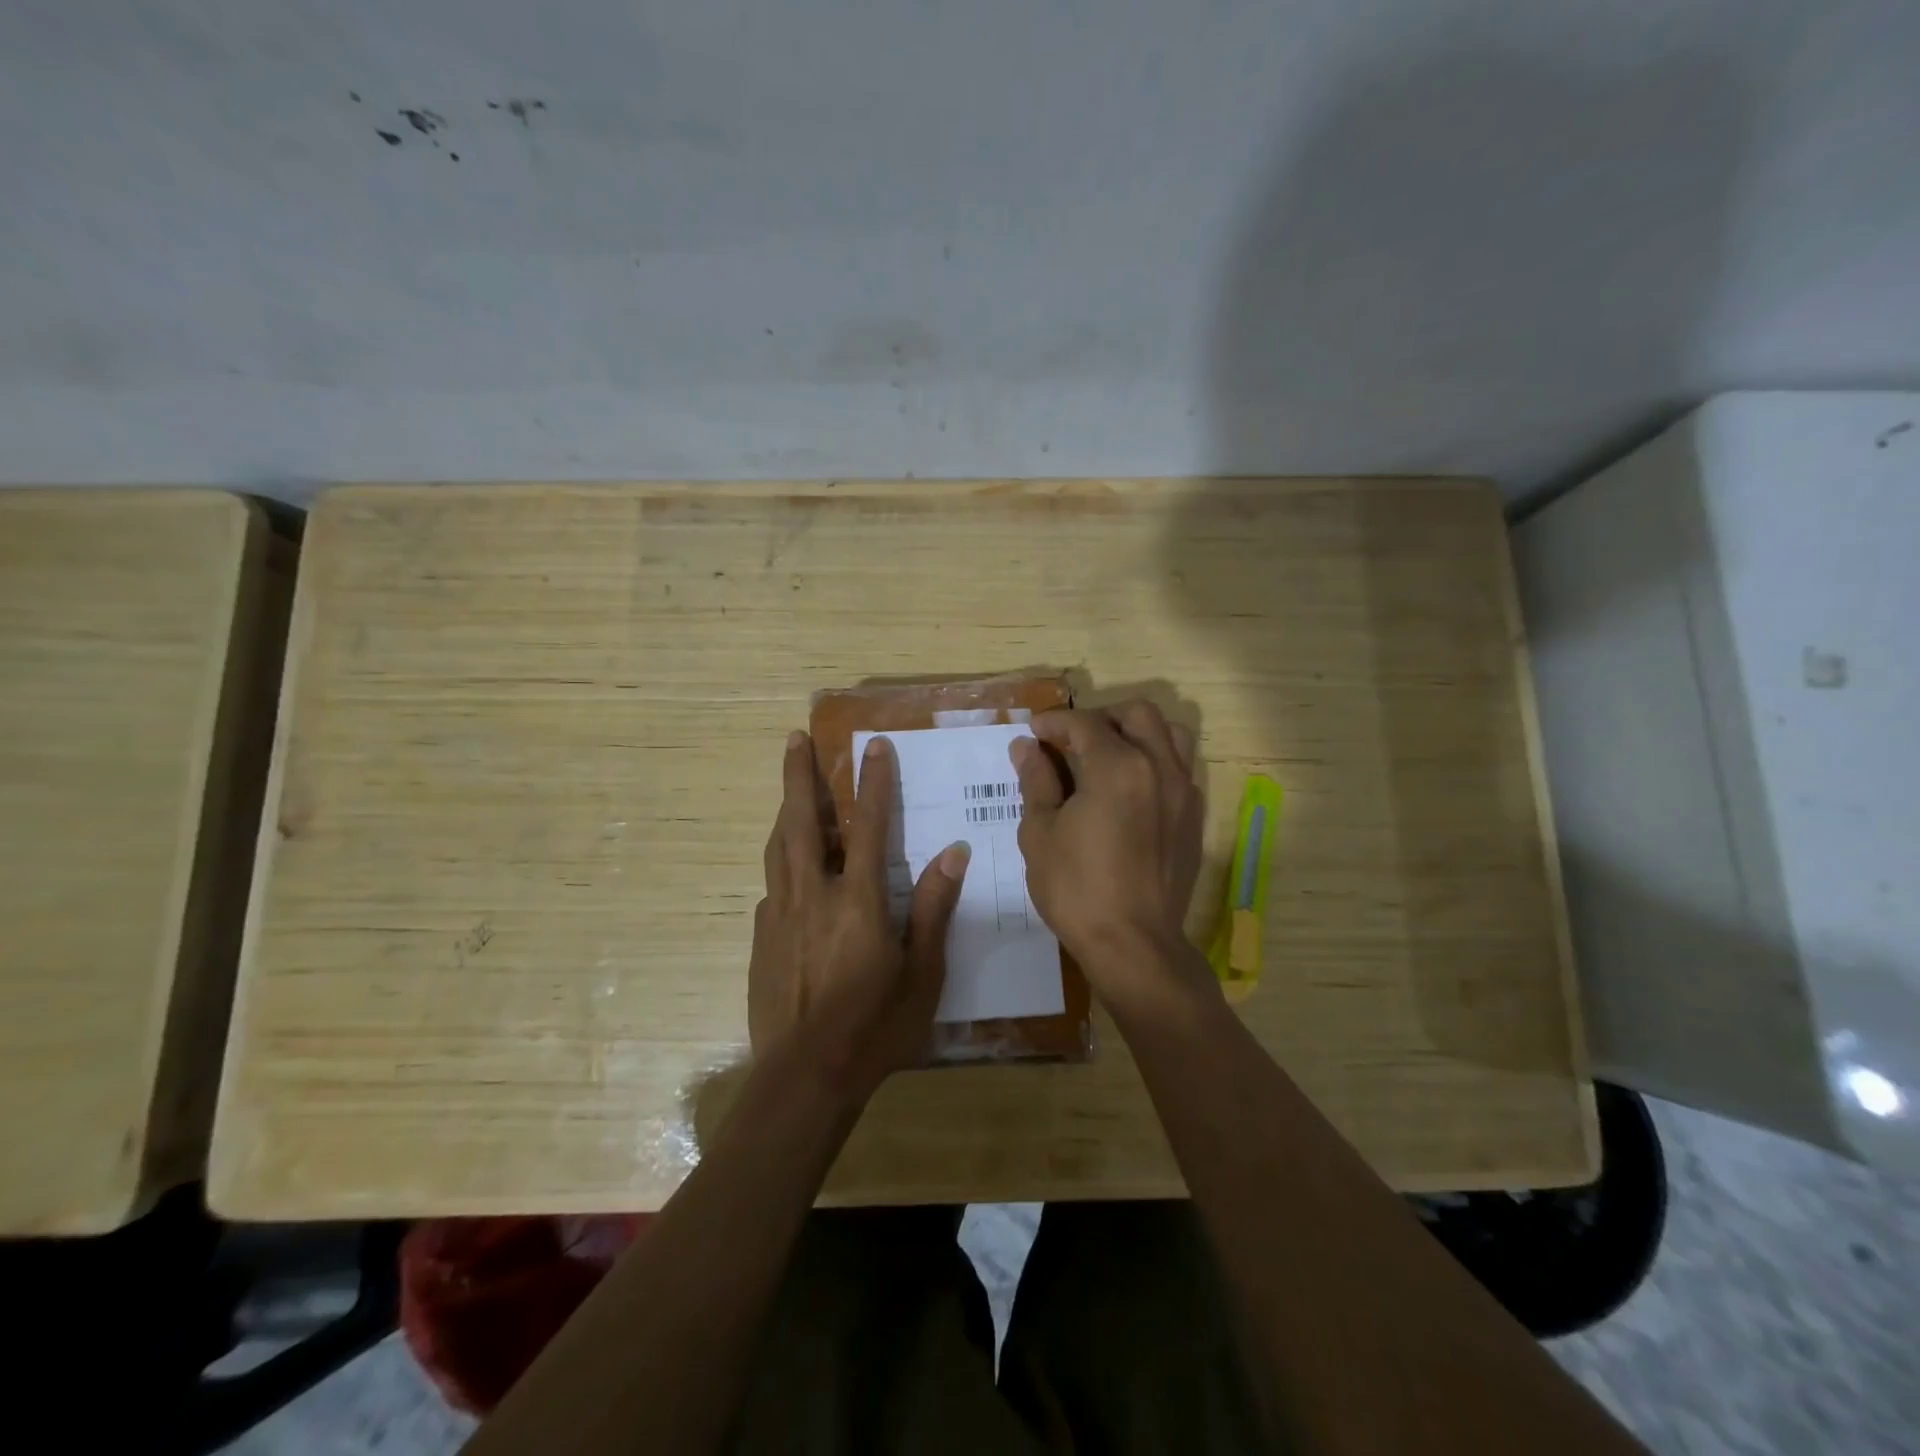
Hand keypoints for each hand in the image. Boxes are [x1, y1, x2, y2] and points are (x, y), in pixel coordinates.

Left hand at [748, 731, 969, 1102]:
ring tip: (789, 787)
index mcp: (858, 901)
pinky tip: (792, 874)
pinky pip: (772, 887)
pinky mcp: (760, 938)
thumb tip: (953, 853)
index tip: (874, 744)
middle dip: (799, 776)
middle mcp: (812, 895)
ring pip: (778, 848)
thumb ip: (934, 910)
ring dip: (785, 810)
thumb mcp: (922, 975)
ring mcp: (779, 915)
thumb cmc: (875, 1028)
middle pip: (800, 821)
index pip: (869, 826)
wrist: (804, 1079)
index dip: (873, 782)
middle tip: (794, 739)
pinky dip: (783, 865)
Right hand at [1010, 701, 1208, 1010]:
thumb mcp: (1040, 833)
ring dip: (1137, 732)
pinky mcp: (1194, 817)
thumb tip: (1027, 747)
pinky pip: (1180, 768)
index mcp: (1117, 767)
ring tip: (1109, 755)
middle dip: (1100, 718)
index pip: (1084, 724)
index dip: (1054, 722)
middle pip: (1137, 714)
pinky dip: (1156, 761)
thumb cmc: (1077, 890)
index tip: (1033, 733)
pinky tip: (1131, 789)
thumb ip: (1036, 781)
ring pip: (1169, 734)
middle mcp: (1159, 767)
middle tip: (1071, 740)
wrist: (1134, 944)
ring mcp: (1184, 791)